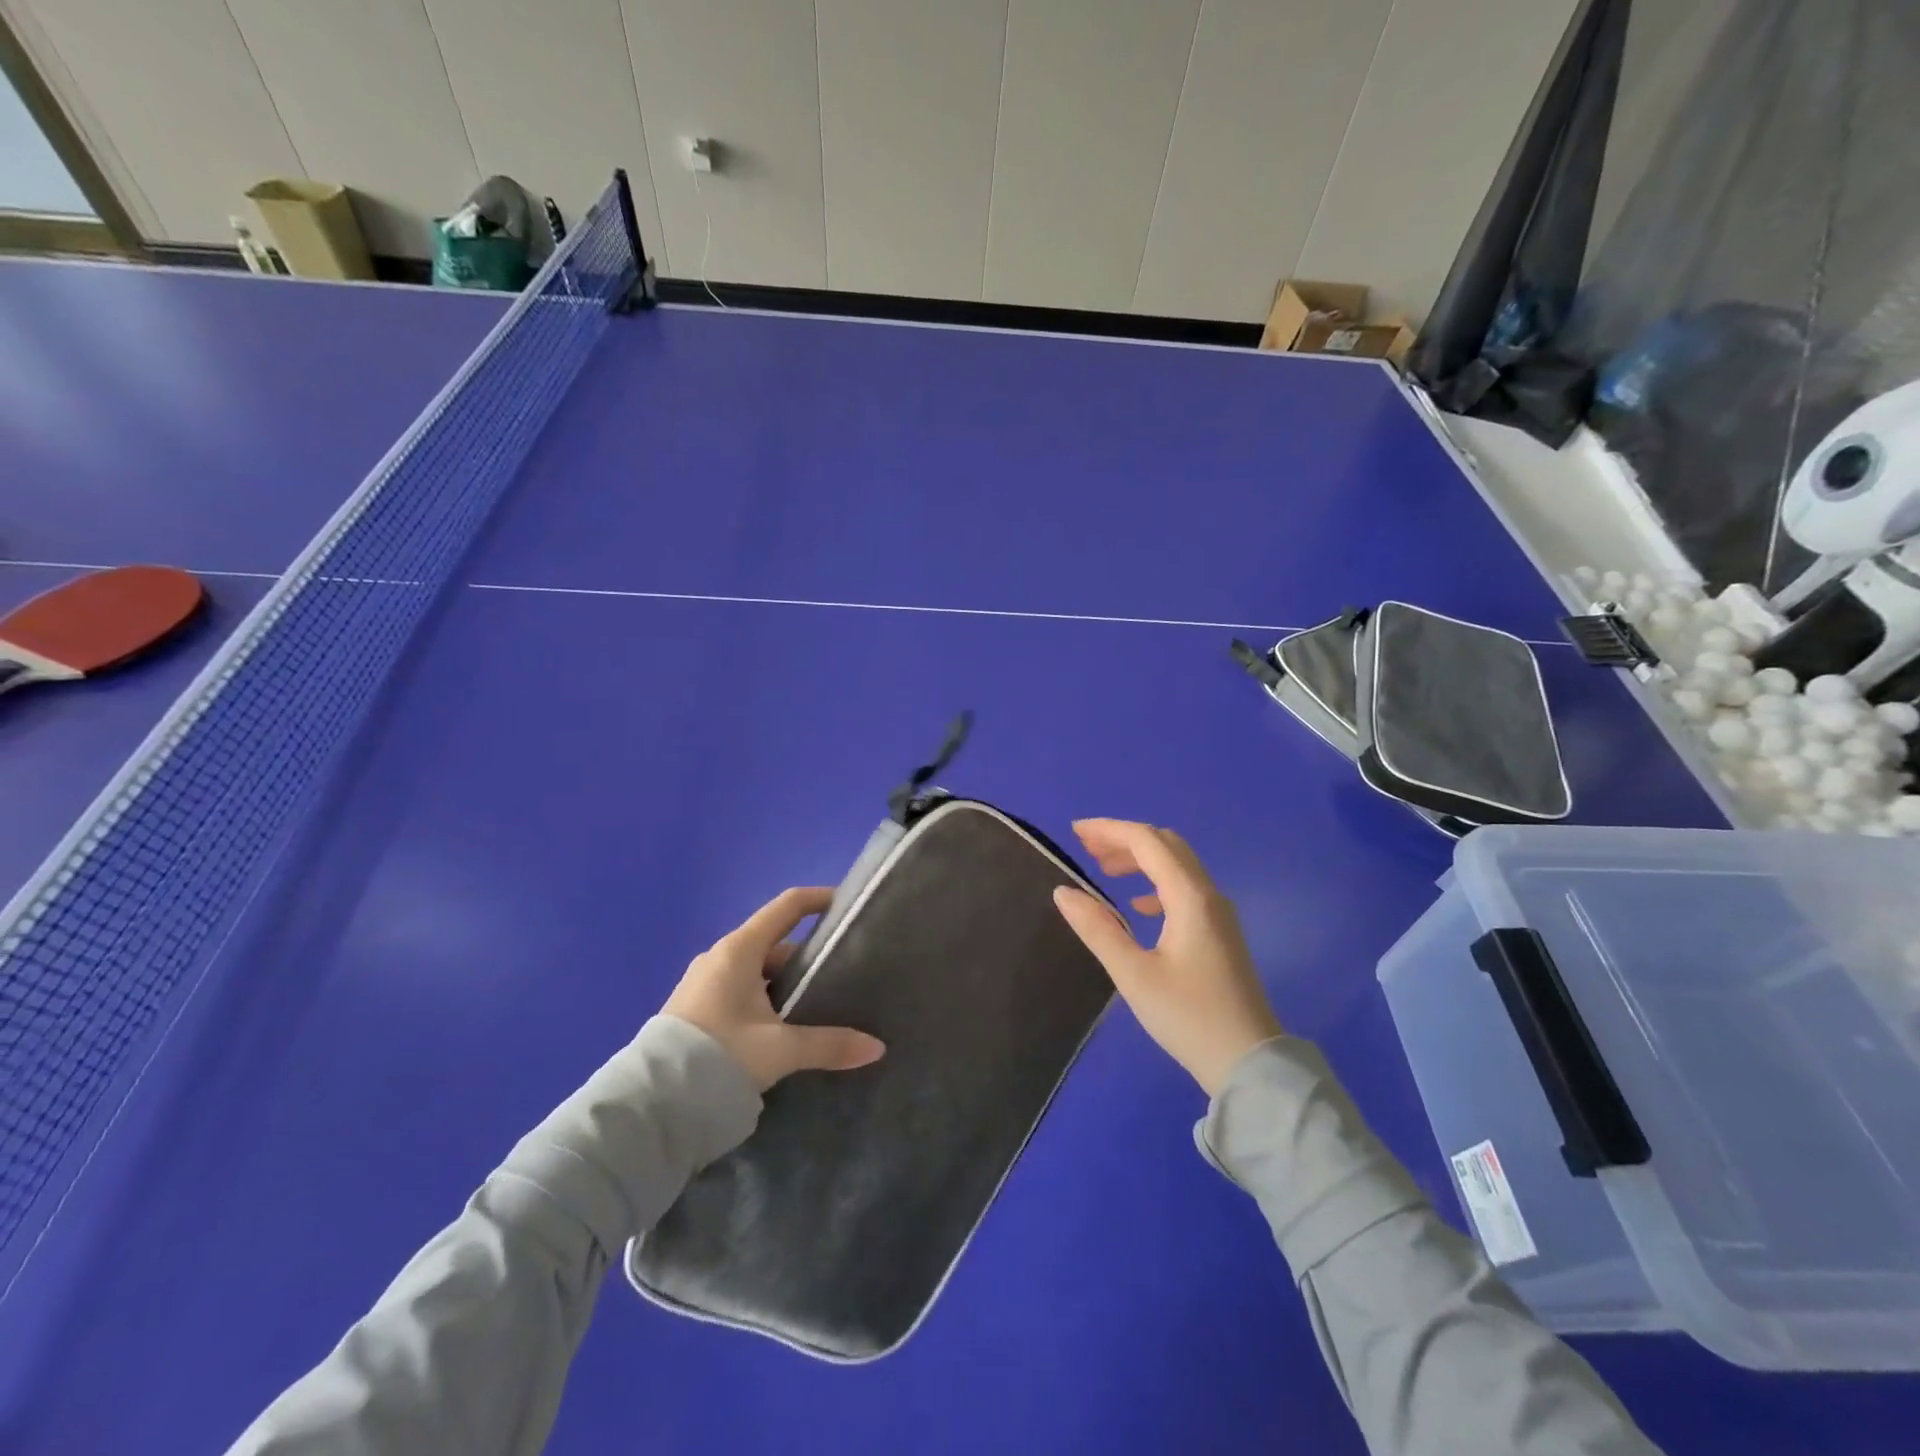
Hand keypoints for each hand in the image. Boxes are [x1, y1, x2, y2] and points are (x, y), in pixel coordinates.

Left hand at [663, 887, 885, 1091]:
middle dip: (808, 957)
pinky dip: (766, 1000)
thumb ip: (829, 1044)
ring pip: (758, 971)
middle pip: (776, 944)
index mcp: (739, 950)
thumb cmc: (718, 1056)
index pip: (787, 907)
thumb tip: (877, 1048)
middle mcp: (720, 957)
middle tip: (842, 975)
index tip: (846, 905)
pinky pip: (741, 991)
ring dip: (786, 984)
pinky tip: (783, 1028)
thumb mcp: (780, 1049)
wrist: (650, 1104)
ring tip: (819, 1005)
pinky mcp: (696, 1010)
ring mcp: (704, 983)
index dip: (818, 900)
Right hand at [1053, 819, 1281, 1096]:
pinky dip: (1155, 881)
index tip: (1074, 832)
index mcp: (1189, 897)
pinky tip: (1137, 906)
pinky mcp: (1220, 931)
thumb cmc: (1188, 1017)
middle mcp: (1208, 894)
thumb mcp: (1132, 974)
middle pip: (1165, 845)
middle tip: (1085, 848)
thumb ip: (1096, 928)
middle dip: (1124, 839)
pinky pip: (1184, 887)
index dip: (1109, 830)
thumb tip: (1063, 892)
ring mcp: (1218, 912)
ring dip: (1140, 858)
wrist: (1248, 1062)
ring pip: (1177, 864)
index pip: (1147, 842)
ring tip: (1104, 869)